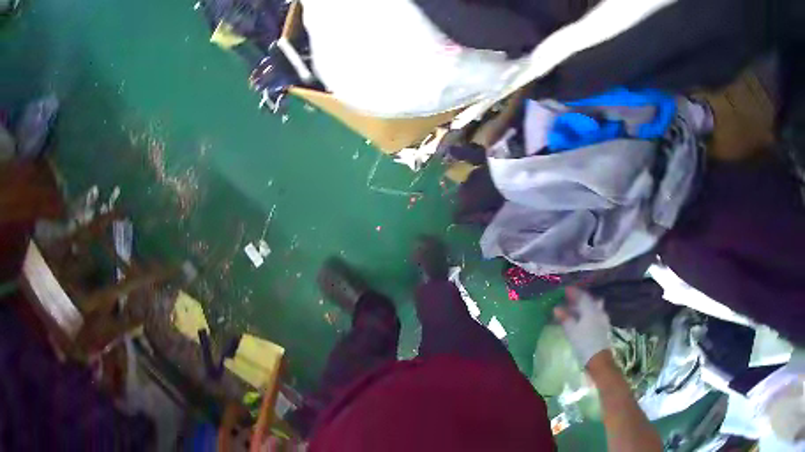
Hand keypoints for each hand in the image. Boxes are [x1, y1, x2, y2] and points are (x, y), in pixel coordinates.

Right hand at [553, 287, 611, 366]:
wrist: (599, 359)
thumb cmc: (584, 343)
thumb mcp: (571, 331)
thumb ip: (565, 318)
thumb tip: (557, 308)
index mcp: (591, 309)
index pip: (581, 296)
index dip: (573, 292)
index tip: (565, 290)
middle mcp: (598, 310)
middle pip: (588, 300)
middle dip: (579, 299)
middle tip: (569, 300)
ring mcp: (603, 318)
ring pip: (593, 307)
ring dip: (584, 306)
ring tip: (575, 310)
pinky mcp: (604, 326)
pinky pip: (595, 314)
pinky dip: (588, 313)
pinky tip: (583, 320)